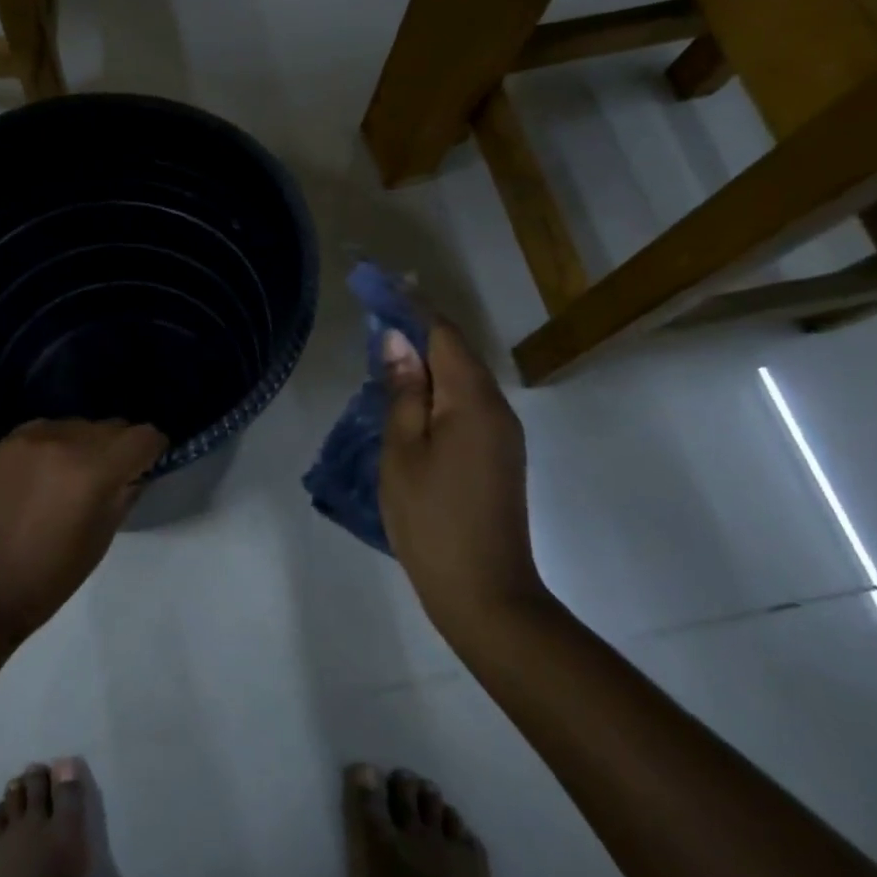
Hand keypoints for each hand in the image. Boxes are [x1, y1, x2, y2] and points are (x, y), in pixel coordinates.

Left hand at [0, 418, 166, 644]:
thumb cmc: (48, 578)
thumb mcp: (100, 540)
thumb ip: (124, 495)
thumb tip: (136, 471)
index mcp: (93, 471)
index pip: (143, 436)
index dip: (154, 449)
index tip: (151, 464)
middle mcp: (64, 441)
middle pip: (111, 426)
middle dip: (121, 447)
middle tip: (114, 476)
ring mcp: (30, 437)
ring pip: (78, 425)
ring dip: (87, 444)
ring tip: (74, 477)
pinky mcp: (5, 441)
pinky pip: (47, 429)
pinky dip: (56, 444)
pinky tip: (45, 473)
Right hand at [379, 323, 547, 643]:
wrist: (485, 592)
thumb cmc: (432, 518)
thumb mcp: (403, 450)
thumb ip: (402, 391)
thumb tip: (398, 341)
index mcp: (473, 401)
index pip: (443, 334)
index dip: (410, 306)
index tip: (378, 284)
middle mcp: (496, 408)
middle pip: (456, 352)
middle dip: (417, 328)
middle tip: (375, 314)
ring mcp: (501, 434)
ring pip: (461, 379)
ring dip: (426, 359)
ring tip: (384, 352)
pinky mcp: (498, 456)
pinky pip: (465, 404)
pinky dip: (436, 388)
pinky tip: (408, 397)